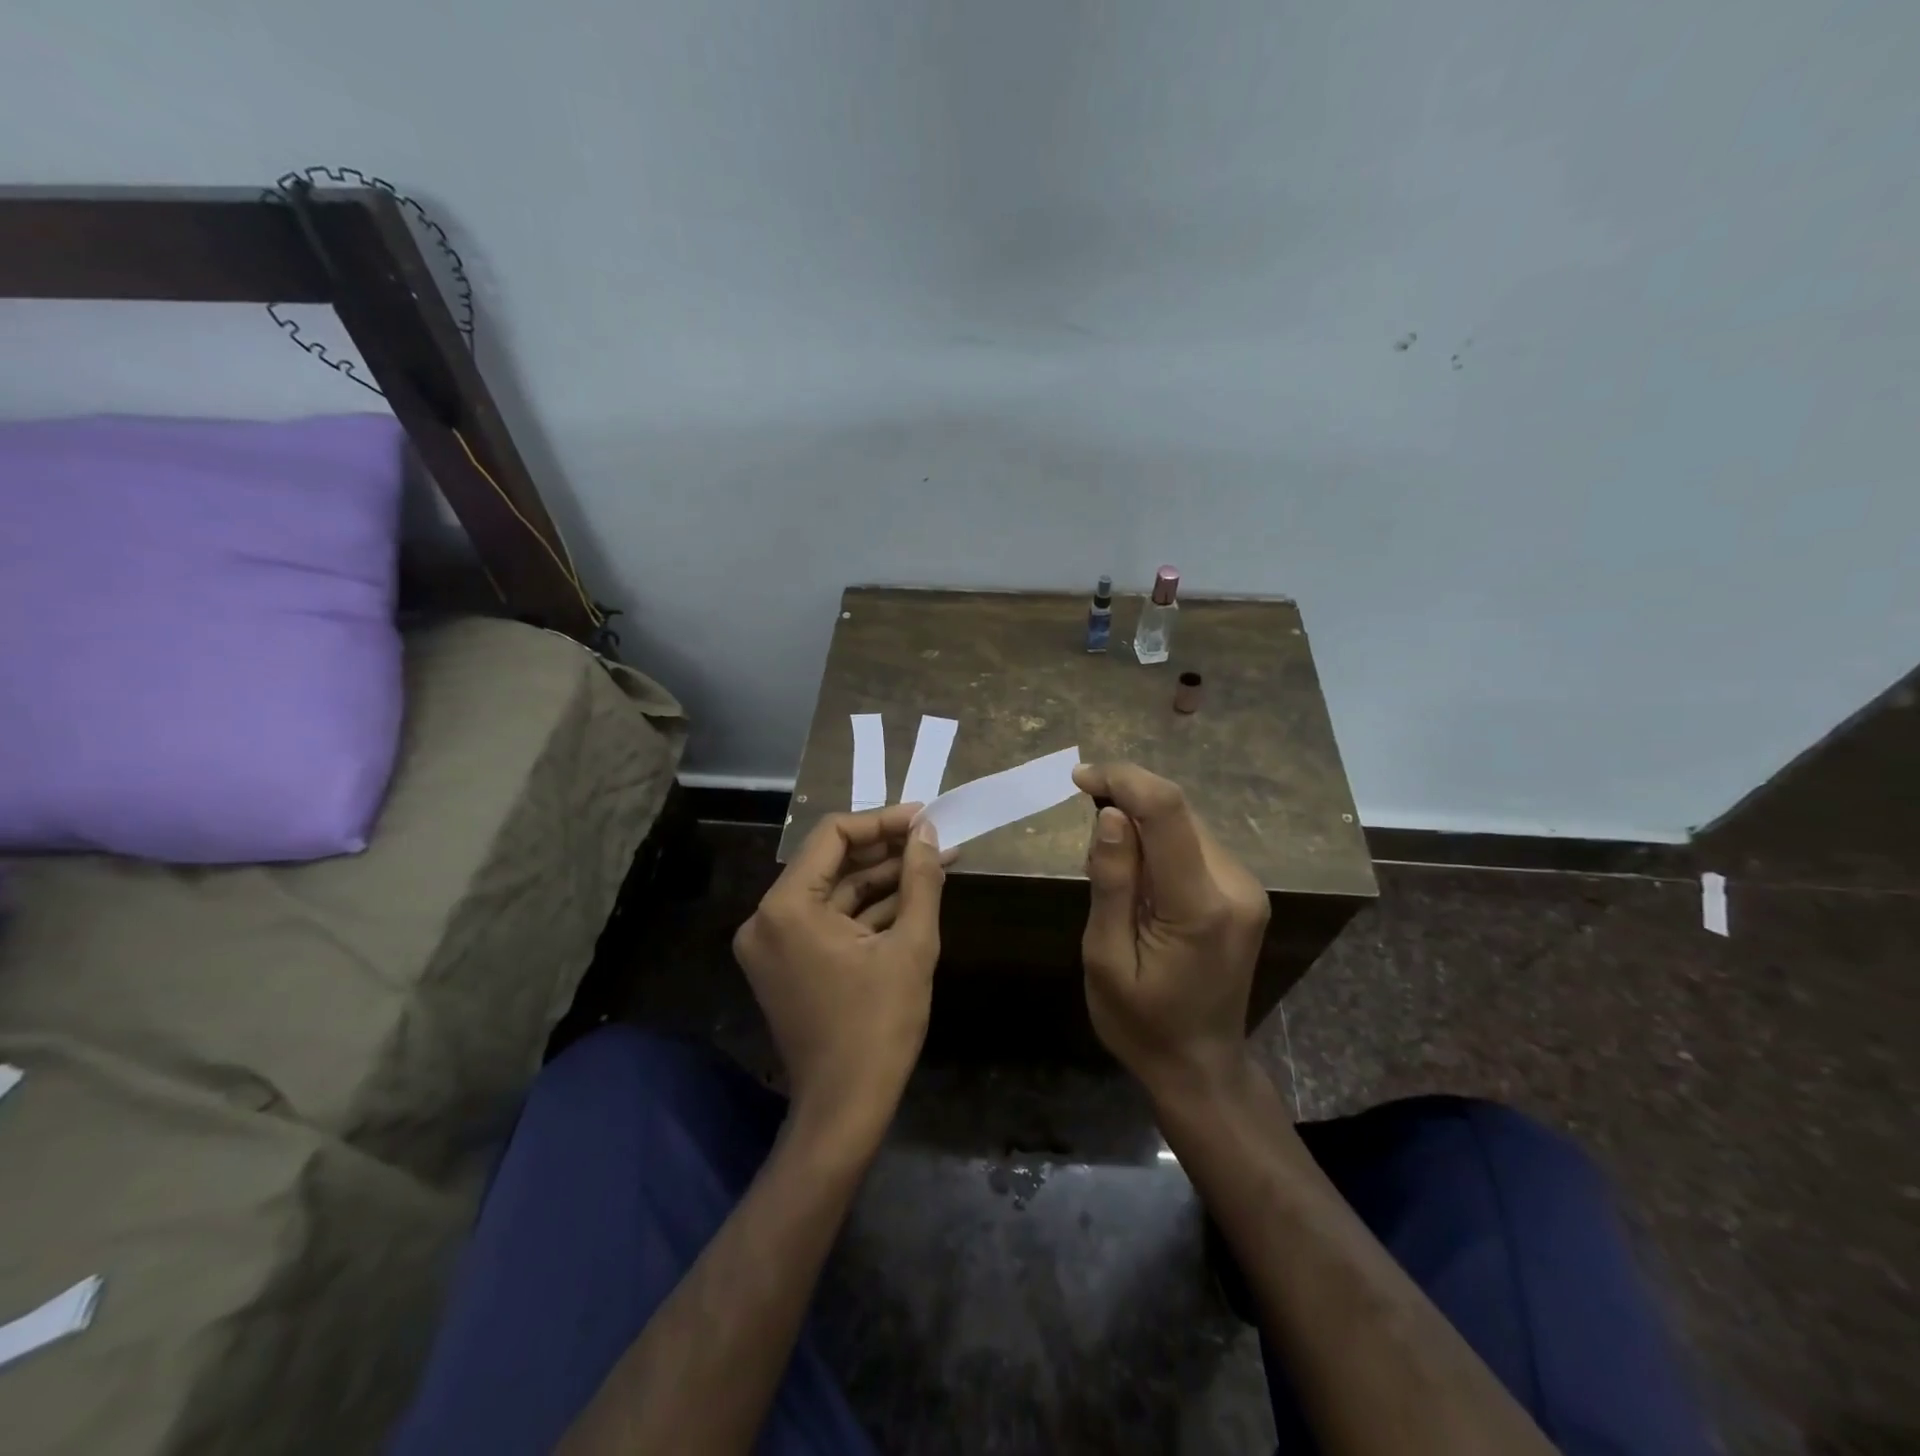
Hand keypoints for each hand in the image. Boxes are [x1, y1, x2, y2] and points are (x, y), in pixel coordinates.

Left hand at [733, 805, 946, 1137]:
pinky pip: (828, 921)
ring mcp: (773, 943)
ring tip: (933, 862)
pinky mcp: (786, 963)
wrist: (845, 1108)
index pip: (833, 836)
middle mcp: (767, 918)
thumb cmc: (879, 1026)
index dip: (882, 822)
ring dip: (881, 879)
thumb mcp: (911, 947)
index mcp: (786, 907)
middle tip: (934, 839)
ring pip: (833, 893)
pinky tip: (911, 896)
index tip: (924, 818)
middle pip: (831, 863)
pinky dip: (866, 910)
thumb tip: (928, 833)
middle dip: (886, 851)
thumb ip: (921, 881)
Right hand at [1072, 763, 1270, 1096]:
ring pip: (1186, 824)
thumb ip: (1111, 883)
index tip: (1080, 778)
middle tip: (1085, 833)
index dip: (1123, 780)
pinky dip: (1158, 844)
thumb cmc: (1141, 1023)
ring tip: (1108, 869)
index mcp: (1200, 906)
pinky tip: (1137, 879)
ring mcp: (1246, 888)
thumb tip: (1111, 815)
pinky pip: (1194, 845)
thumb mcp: (1105, 959)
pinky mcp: (1243, 892)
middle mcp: (1235, 886)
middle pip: (1178, 812)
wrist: (1201, 1066)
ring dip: (1141, 825)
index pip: (1168, 812)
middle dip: (1126, 802)